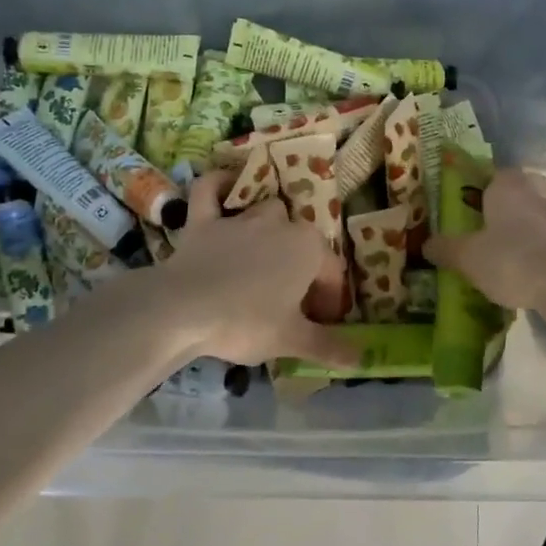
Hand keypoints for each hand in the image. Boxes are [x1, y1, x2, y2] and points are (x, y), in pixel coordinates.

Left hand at [159, 172, 362, 366]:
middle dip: (302, 266)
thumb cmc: (246, 323)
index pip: (331, 272)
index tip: (319, 323)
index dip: (328, 299)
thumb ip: (328, 346)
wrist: (183, 310)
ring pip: (266, 212)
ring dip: (270, 230)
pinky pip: (211, 191)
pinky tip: (224, 186)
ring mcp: (240, 218)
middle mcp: (280, 223)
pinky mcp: (203, 220)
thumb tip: (361, 360)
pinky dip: (219, 185)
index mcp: (309, 248)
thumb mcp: (291, 340)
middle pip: (301, 240)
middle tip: (292, 301)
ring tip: (264, 261)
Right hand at [422, 168, 545, 310]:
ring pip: (532, 218)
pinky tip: (518, 271)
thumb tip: (426, 245)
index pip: (496, 173)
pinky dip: (532, 252)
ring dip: (518, 231)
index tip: (468, 199)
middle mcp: (534, 197)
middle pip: (517, 194)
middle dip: (501, 207)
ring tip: (497, 252)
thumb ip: (445, 249)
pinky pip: (544, 243)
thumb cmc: (510, 258)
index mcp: (507, 188)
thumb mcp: (467, 256)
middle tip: (481, 225)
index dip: (482, 183)